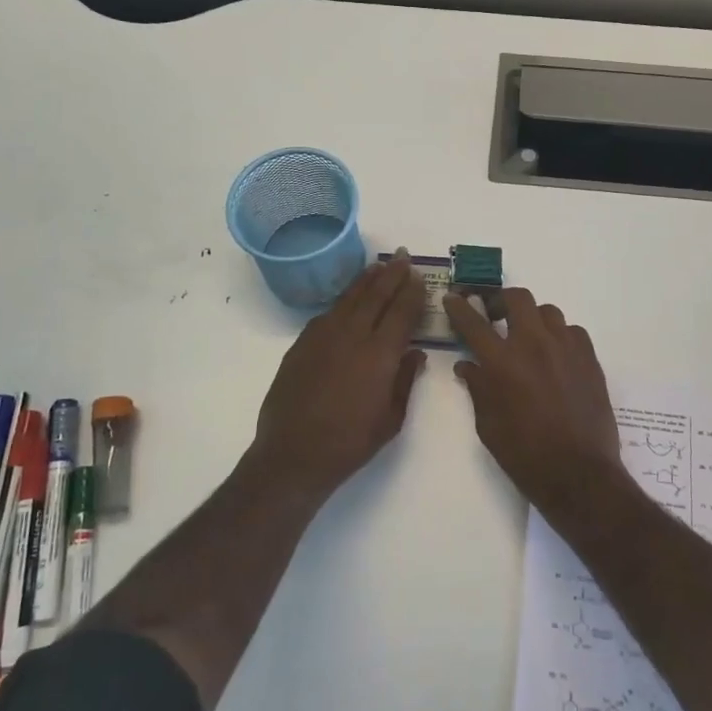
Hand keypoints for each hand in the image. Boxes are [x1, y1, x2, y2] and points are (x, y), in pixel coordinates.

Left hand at [250, 257, 427, 500]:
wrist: (293, 455)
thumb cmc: (350, 443)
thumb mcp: (390, 419)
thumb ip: (404, 381)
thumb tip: (415, 354)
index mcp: (379, 354)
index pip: (401, 312)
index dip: (412, 291)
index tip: (418, 275)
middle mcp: (352, 336)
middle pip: (375, 295)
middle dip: (391, 274)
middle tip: (401, 256)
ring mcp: (322, 337)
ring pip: (348, 299)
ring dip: (366, 280)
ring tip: (378, 266)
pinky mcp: (301, 345)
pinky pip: (327, 314)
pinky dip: (342, 302)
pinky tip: (348, 301)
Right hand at [445, 288, 623, 515]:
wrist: (578, 473)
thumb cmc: (524, 454)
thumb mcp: (488, 425)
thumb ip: (477, 388)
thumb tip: (467, 366)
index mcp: (502, 362)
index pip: (473, 322)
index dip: (459, 307)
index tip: (453, 298)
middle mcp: (534, 344)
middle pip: (517, 298)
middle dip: (501, 301)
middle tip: (495, 316)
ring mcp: (566, 348)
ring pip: (548, 311)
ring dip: (533, 318)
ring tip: (528, 337)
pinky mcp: (590, 358)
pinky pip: (572, 331)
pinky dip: (559, 336)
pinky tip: (556, 356)